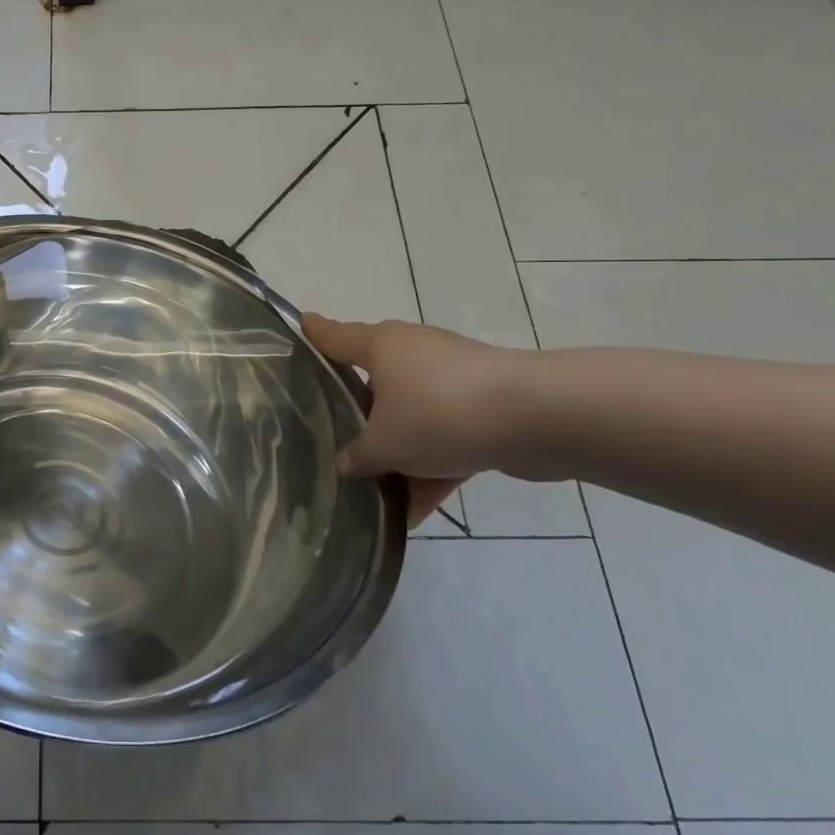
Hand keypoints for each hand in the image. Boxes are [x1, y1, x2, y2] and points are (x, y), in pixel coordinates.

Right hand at [303, 314, 530, 527]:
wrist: (534, 418)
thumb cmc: (438, 414)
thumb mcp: (385, 444)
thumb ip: (359, 455)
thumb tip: (345, 463)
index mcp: (382, 347)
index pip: (335, 336)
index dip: (315, 333)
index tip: (300, 323)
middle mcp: (414, 353)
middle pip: (375, 380)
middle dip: (358, 411)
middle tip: (333, 432)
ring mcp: (452, 378)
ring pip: (412, 415)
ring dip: (398, 452)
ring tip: (376, 494)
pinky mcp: (484, 405)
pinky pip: (445, 437)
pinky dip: (431, 468)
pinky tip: (417, 511)